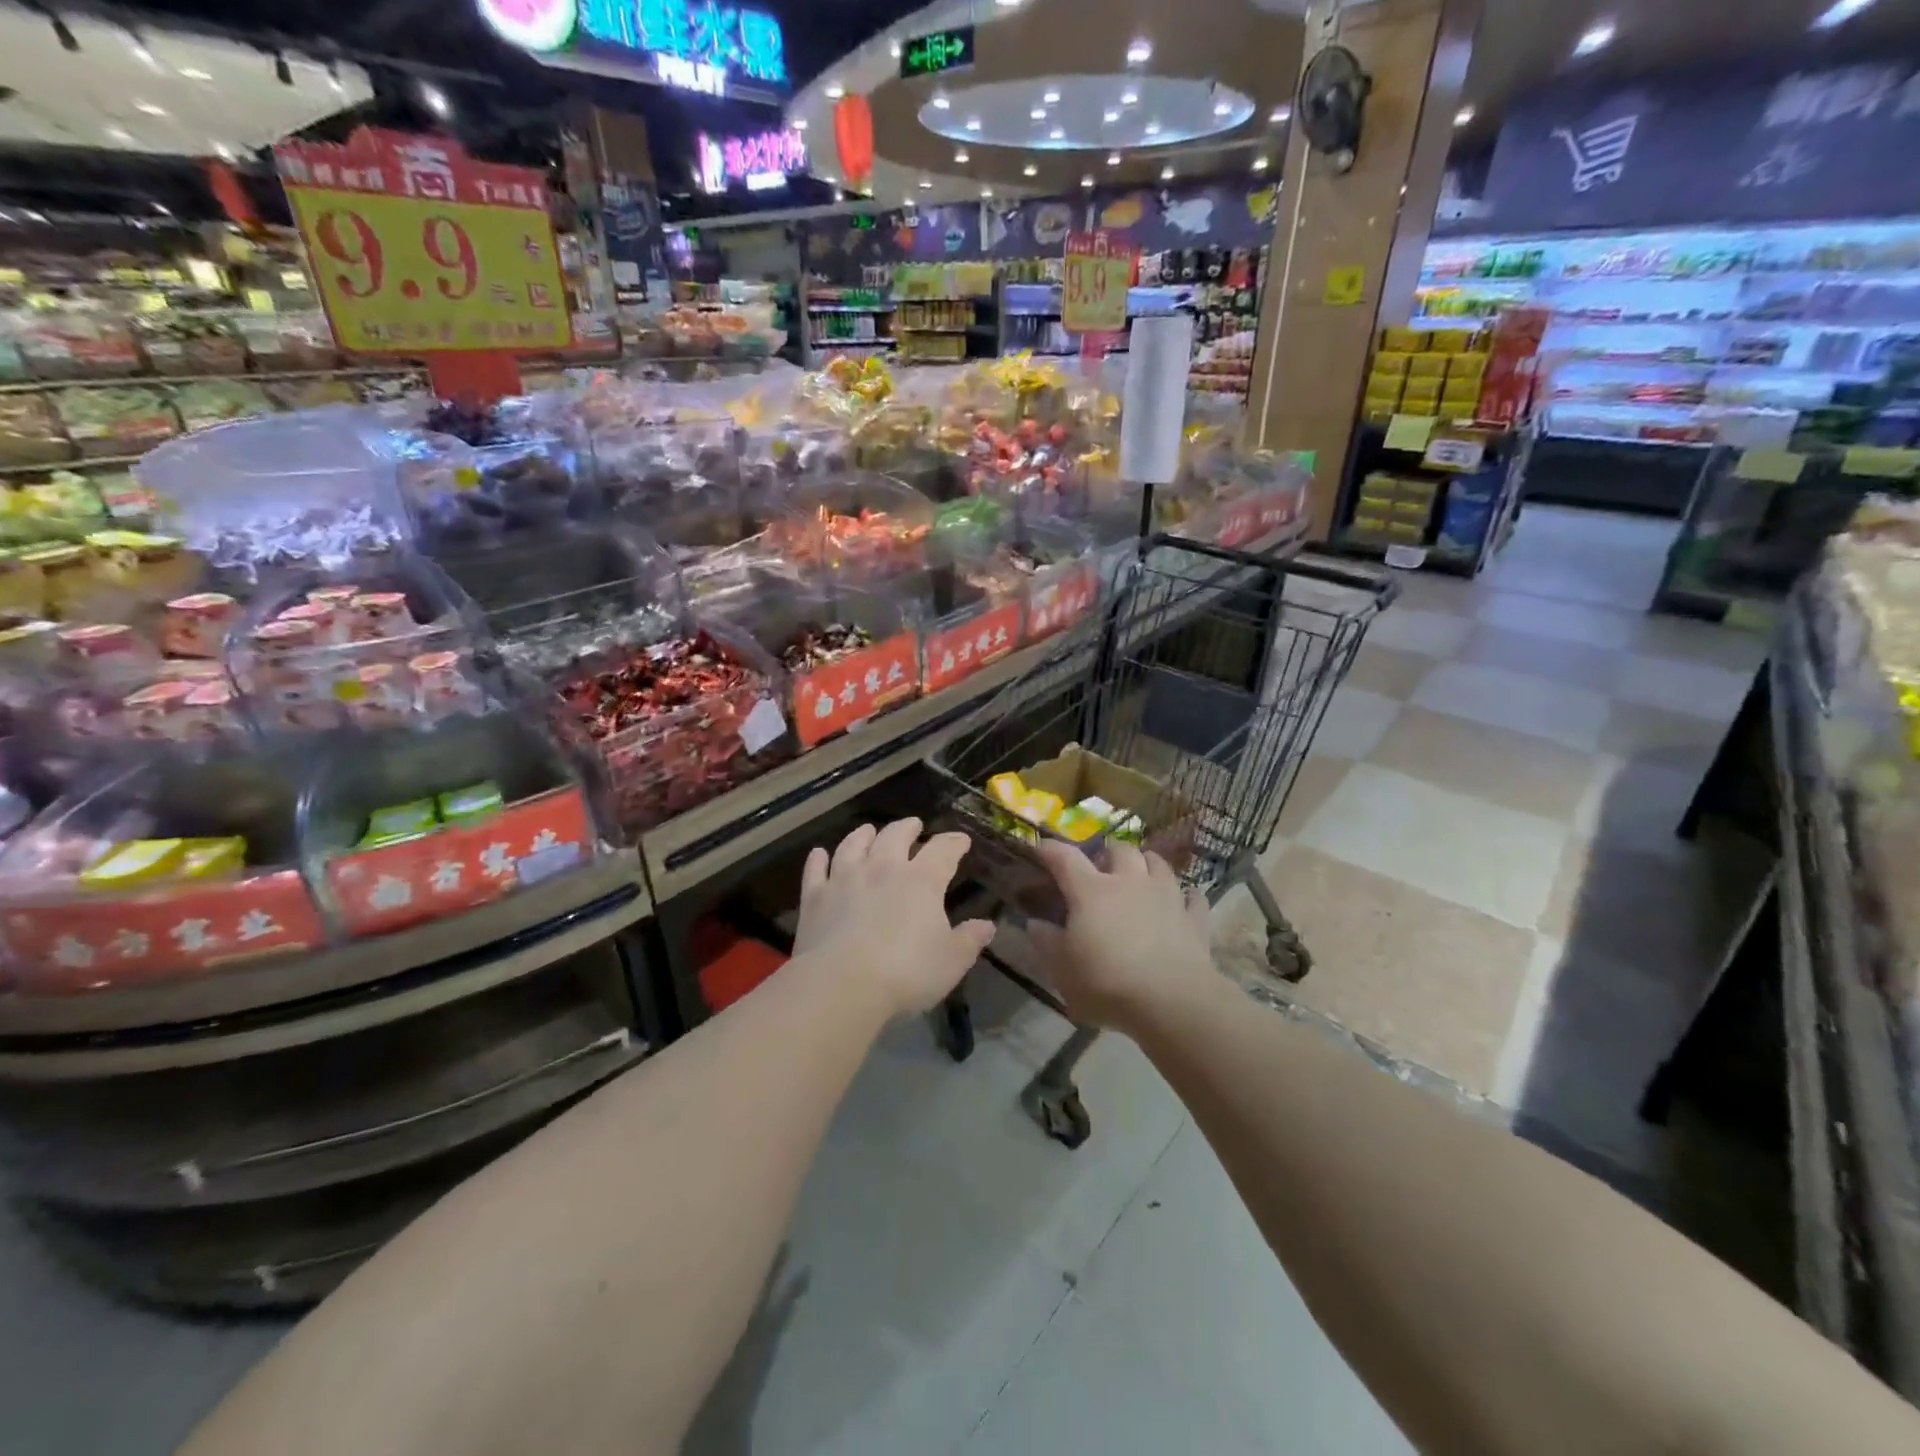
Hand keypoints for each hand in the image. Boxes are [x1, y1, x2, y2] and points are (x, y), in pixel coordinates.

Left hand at [793, 818, 994, 1019]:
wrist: (842, 985)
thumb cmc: (906, 973)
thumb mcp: (951, 961)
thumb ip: (970, 940)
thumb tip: (987, 925)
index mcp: (921, 880)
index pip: (943, 851)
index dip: (954, 843)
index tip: (961, 841)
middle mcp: (883, 868)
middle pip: (895, 836)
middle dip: (907, 828)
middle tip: (913, 825)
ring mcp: (845, 879)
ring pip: (853, 844)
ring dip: (863, 834)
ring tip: (868, 830)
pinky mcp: (815, 897)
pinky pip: (816, 870)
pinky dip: (818, 859)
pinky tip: (819, 853)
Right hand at [1029, 840, 1215, 1032]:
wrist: (1172, 1001)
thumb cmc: (1107, 983)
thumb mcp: (1062, 970)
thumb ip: (1046, 942)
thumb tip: (1035, 923)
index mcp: (1091, 891)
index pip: (1065, 858)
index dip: (1050, 849)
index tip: (1040, 847)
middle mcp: (1129, 882)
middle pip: (1119, 849)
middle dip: (1107, 853)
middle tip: (1099, 867)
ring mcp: (1166, 896)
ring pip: (1158, 863)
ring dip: (1145, 864)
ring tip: (1138, 874)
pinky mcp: (1194, 918)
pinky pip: (1192, 897)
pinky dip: (1185, 896)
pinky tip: (1182, 901)